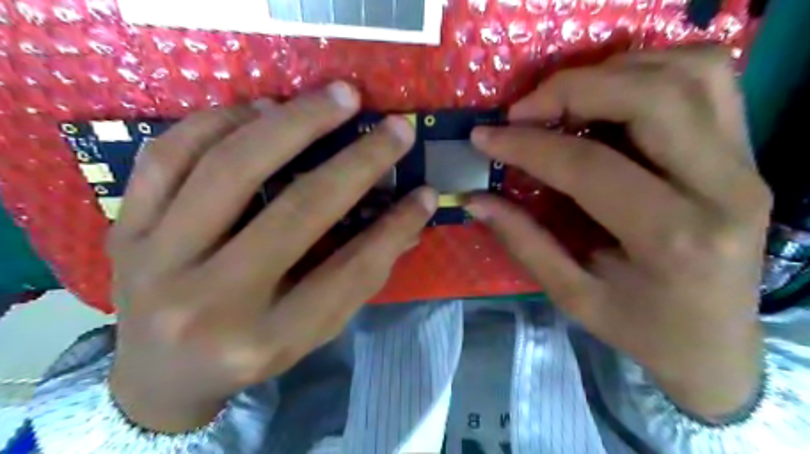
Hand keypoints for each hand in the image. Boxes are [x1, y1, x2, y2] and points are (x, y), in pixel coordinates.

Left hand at [108, 83, 437, 434]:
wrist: (158, 374)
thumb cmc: (249, 353)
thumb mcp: (311, 330)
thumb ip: (359, 277)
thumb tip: (408, 221)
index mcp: (267, 338)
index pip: (349, 271)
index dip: (395, 227)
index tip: (425, 192)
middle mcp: (210, 303)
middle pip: (296, 211)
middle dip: (357, 162)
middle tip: (392, 127)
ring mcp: (157, 261)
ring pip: (229, 169)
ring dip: (292, 122)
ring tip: (333, 98)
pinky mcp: (124, 229)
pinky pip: (168, 157)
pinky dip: (219, 121)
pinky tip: (260, 108)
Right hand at [465, 48, 766, 419]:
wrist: (718, 344)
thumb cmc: (642, 329)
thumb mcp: (573, 296)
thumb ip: (523, 241)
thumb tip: (474, 199)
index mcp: (673, 240)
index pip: (589, 166)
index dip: (527, 145)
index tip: (485, 137)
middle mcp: (723, 189)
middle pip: (651, 98)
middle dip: (572, 89)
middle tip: (522, 110)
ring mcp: (746, 163)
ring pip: (690, 72)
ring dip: (614, 72)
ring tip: (564, 99)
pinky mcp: (746, 152)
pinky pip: (708, 79)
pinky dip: (651, 70)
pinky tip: (611, 95)